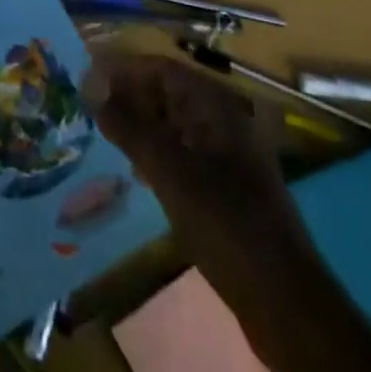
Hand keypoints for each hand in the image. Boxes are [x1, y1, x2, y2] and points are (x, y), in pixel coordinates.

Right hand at [85, 54, 307, 319]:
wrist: (286, 303)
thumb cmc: (225, 224)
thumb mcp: (168, 171)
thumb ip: (127, 125)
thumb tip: (89, 83)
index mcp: (215, 106)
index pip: (160, 68)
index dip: (122, 69)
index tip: (84, 79)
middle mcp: (223, 120)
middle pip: (168, 92)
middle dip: (128, 95)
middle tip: (87, 109)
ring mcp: (228, 154)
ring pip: (174, 124)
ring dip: (140, 124)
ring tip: (103, 136)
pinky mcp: (227, 186)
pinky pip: (184, 152)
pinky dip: (157, 152)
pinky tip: (135, 169)